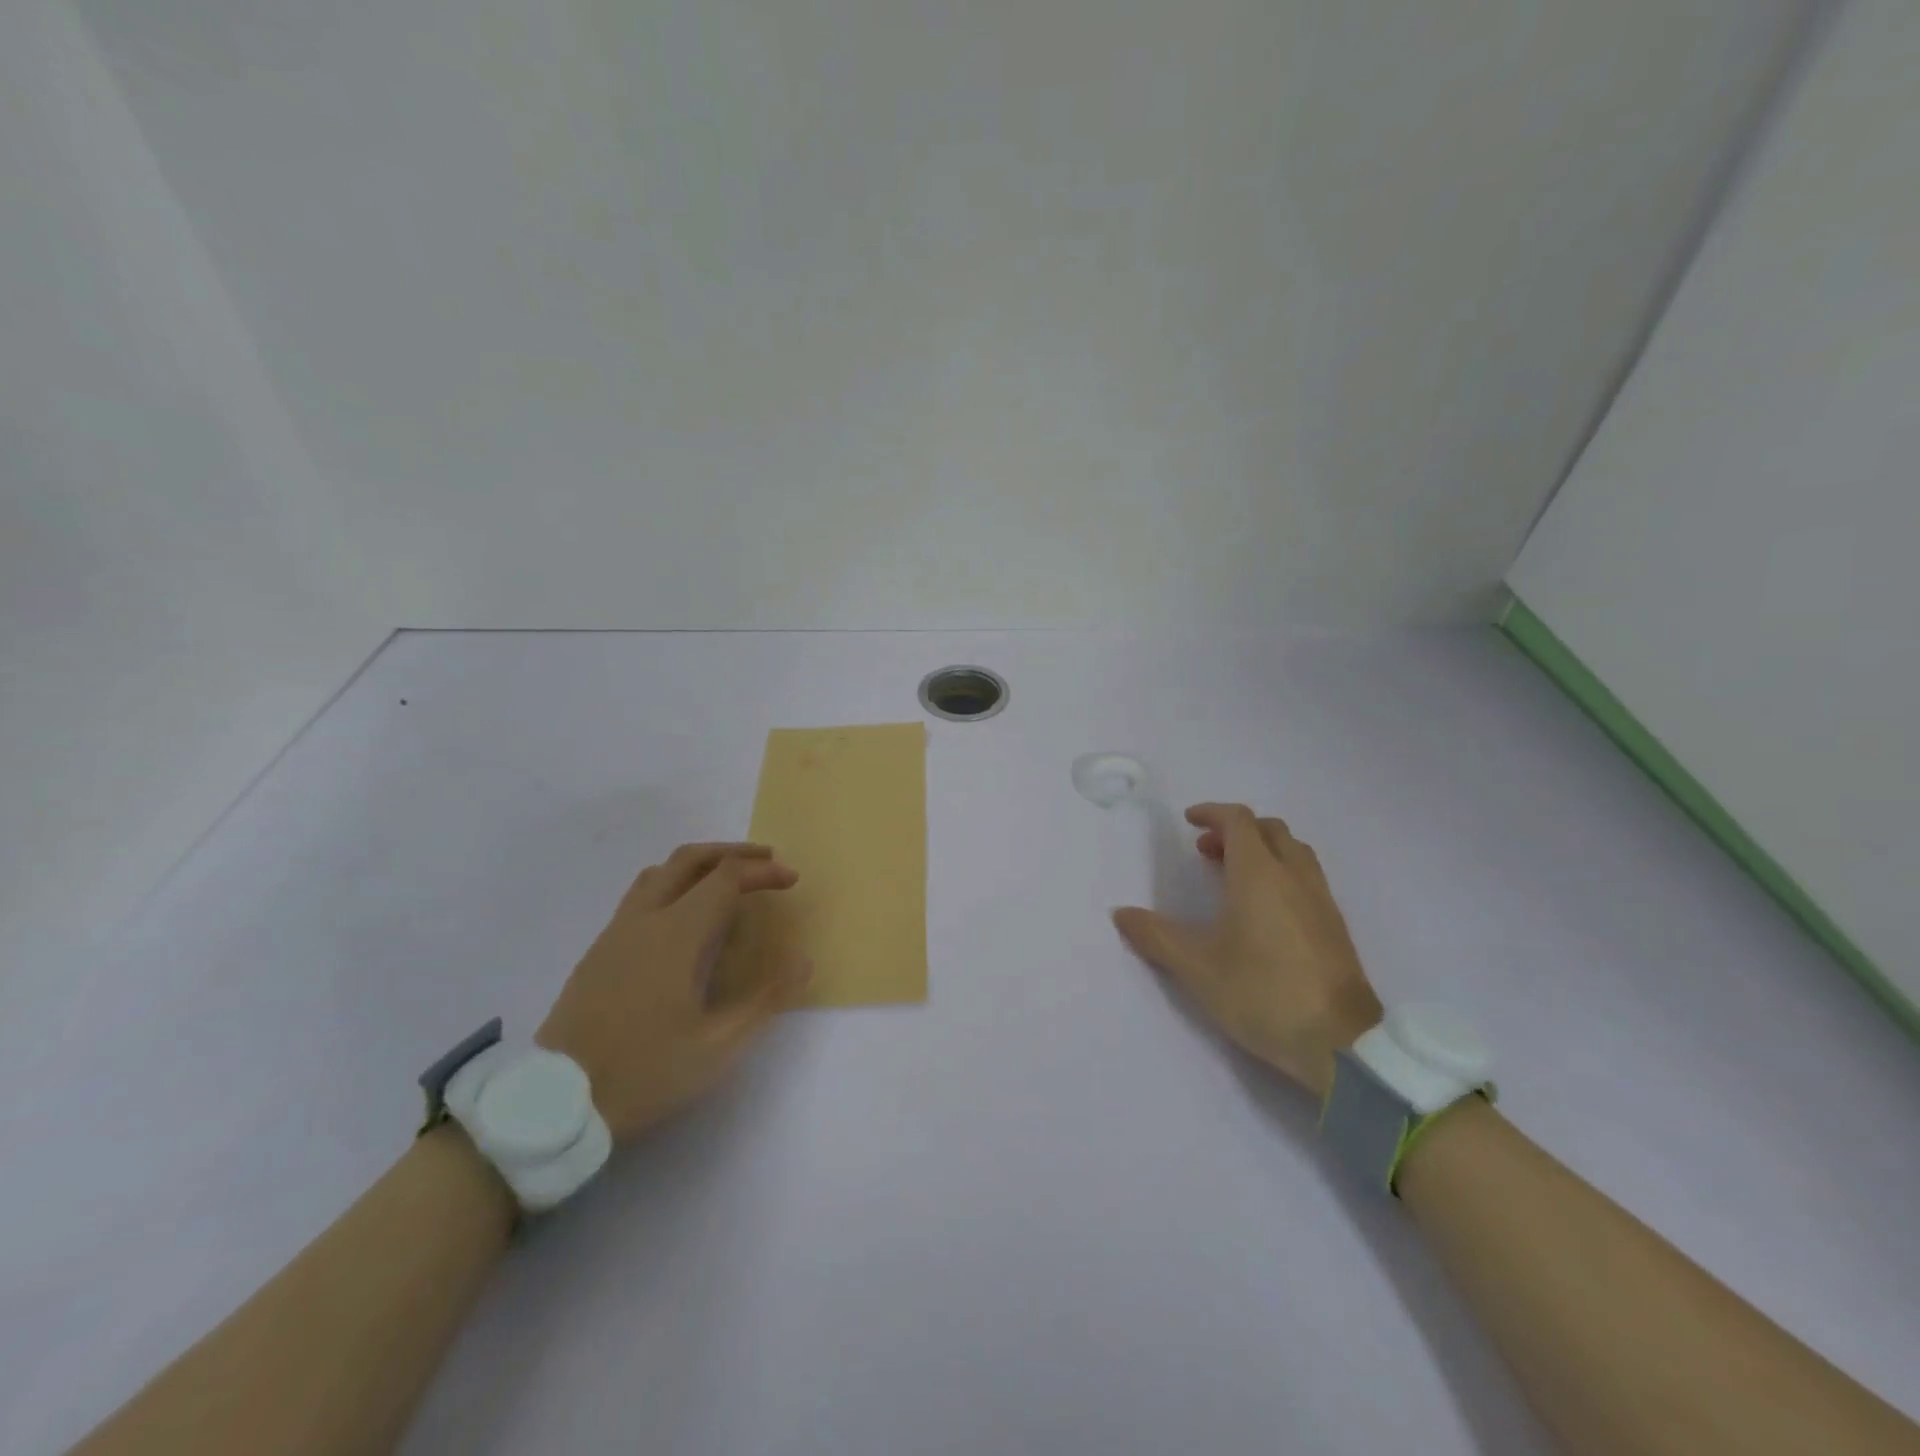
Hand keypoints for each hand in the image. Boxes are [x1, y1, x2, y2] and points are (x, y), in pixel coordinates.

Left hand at [537, 842, 810, 1140]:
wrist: (554, 1102)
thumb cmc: (644, 1071)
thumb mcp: (718, 1046)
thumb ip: (765, 999)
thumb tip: (804, 960)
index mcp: (677, 934)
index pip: (726, 878)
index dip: (763, 871)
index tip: (791, 880)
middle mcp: (645, 919)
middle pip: (691, 859)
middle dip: (734, 852)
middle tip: (767, 860)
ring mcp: (617, 931)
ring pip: (661, 871)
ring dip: (702, 863)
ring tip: (730, 878)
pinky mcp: (600, 948)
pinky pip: (642, 892)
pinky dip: (675, 882)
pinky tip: (685, 914)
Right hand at [1113, 804, 1382, 1098]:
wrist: (1342, 1044)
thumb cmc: (1262, 994)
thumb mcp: (1196, 968)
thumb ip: (1155, 936)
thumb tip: (1121, 913)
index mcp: (1259, 874)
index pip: (1238, 821)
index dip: (1212, 813)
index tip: (1189, 822)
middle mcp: (1293, 876)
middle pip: (1269, 829)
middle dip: (1236, 830)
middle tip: (1207, 851)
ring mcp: (1321, 900)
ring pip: (1293, 851)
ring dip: (1262, 849)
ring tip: (1235, 877)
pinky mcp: (1336, 926)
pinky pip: (1307, 877)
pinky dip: (1282, 872)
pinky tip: (1266, 910)